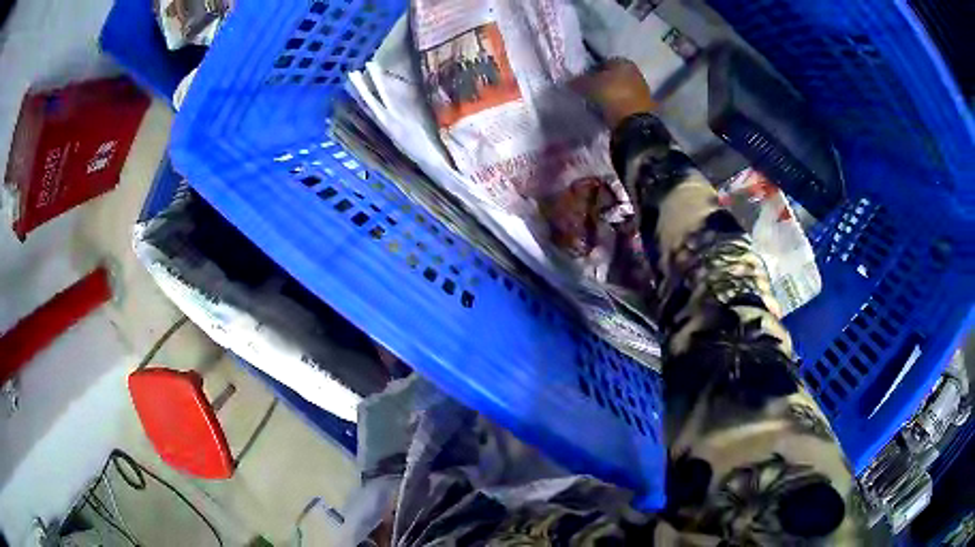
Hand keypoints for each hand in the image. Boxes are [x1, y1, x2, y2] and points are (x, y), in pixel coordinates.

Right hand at [571, 59, 655, 130]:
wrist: (634, 123)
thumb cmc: (612, 95)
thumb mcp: (588, 85)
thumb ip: (578, 81)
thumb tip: (571, 82)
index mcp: (623, 62)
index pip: (603, 63)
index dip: (591, 72)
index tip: (583, 83)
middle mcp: (635, 73)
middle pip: (613, 77)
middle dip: (602, 84)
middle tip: (589, 94)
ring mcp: (642, 90)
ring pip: (620, 90)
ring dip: (610, 96)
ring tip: (598, 106)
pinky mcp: (644, 106)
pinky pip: (625, 103)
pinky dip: (618, 106)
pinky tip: (609, 112)